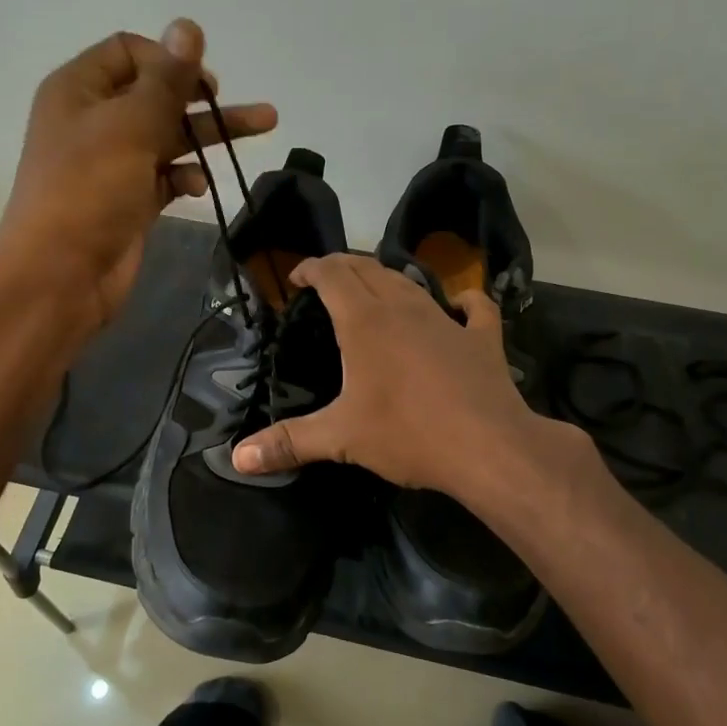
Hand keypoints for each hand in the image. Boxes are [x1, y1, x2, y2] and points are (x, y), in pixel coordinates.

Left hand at [0, 20, 275, 332]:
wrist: (60, 275)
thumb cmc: (89, 189)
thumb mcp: (130, 126)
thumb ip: (166, 80)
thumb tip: (188, 26)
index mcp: (80, 89)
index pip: (130, 52)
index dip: (169, 60)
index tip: (203, 83)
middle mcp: (95, 120)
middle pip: (157, 94)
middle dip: (202, 97)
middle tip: (242, 101)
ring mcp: (113, 163)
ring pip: (169, 136)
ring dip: (209, 134)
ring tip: (265, 126)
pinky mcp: (129, 199)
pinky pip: (165, 175)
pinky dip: (185, 176)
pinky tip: (199, 185)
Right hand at [232, 255, 551, 496]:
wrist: (489, 447)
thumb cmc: (408, 434)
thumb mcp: (341, 438)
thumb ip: (288, 442)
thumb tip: (237, 457)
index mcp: (365, 321)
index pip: (332, 274)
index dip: (312, 268)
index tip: (297, 276)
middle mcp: (404, 308)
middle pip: (369, 269)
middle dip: (344, 267)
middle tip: (327, 282)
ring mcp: (447, 320)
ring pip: (412, 283)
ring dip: (389, 280)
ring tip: (374, 290)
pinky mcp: (483, 339)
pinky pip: (474, 308)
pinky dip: (463, 302)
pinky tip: (459, 306)